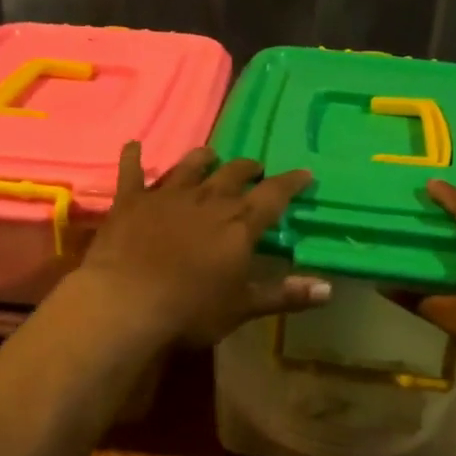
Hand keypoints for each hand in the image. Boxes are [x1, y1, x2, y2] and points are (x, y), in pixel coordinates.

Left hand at [77, 143, 330, 346]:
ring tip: (210, 155)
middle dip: (248, 169)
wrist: (127, 302)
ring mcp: (167, 196)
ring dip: (203, 159)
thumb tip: (329, 290)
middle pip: (234, 174)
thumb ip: (285, 295)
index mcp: (239, 224)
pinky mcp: (131, 200)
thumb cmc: (191, 310)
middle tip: (255, 169)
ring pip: (190, 166)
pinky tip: (134, 145)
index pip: (274, 195)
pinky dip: (133, 156)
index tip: (304, 173)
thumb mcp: (242, 307)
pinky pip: (132, 171)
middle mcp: (207, 200)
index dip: (291, 183)